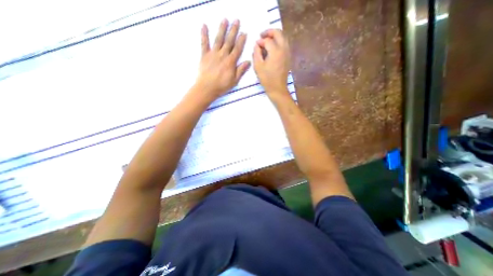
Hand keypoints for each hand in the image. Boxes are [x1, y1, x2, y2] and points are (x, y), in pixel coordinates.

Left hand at [196, 18, 251, 102]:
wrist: (207, 88)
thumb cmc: (222, 86)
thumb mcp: (234, 80)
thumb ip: (241, 70)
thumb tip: (248, 61)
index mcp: (230, 62)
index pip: (237, 49)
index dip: (241, 40)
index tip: (244, 33)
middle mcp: (222, 55)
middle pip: (229, 41)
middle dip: (233, 30)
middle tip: (236, 21)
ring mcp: (213, 54)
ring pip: (218, 39)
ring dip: (222, 29)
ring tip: (225, 20)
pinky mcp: (204, 55)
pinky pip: (204, 43)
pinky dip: (204, 34)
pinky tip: (204, 26)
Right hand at [252, 28, 289, 98]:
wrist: (277, 88)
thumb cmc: (267, 79)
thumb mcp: (258, 66)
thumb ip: (256, 53)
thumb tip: (257, 45)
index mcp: (275, 51)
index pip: (267, 40)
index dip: (260, 41)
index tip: (256, 45)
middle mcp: (284, 49)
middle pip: (278, 33)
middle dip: (269, 32)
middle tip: (262, 36)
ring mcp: (288, 53)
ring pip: (283, 37)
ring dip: (275, 36)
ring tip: (267, 41)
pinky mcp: (288, 57)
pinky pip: (285, 44)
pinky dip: (279, 42)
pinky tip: (273, 48)